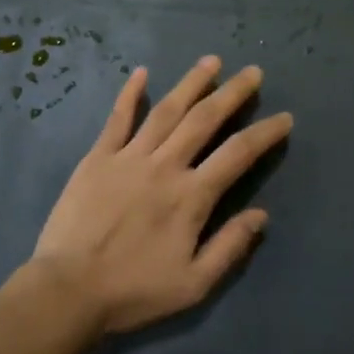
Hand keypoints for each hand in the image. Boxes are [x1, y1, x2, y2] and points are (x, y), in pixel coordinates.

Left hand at [30, 57, 292, 333]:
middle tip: (253, 72)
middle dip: (232, 93)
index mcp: (191, 196)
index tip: (284, 118)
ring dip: (191, 83)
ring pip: (166, 110)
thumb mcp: (194, 284)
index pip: (238, 154)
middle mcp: (164, 166)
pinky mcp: (97, 158)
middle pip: (204, 119)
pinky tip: (142, 73)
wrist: (68, 290)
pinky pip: (118, 119)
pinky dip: (130, 94)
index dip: (265, 133)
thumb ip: (229, 247)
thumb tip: (261, 215)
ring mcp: (128, 157)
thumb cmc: (133, 291)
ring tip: (211, 61)